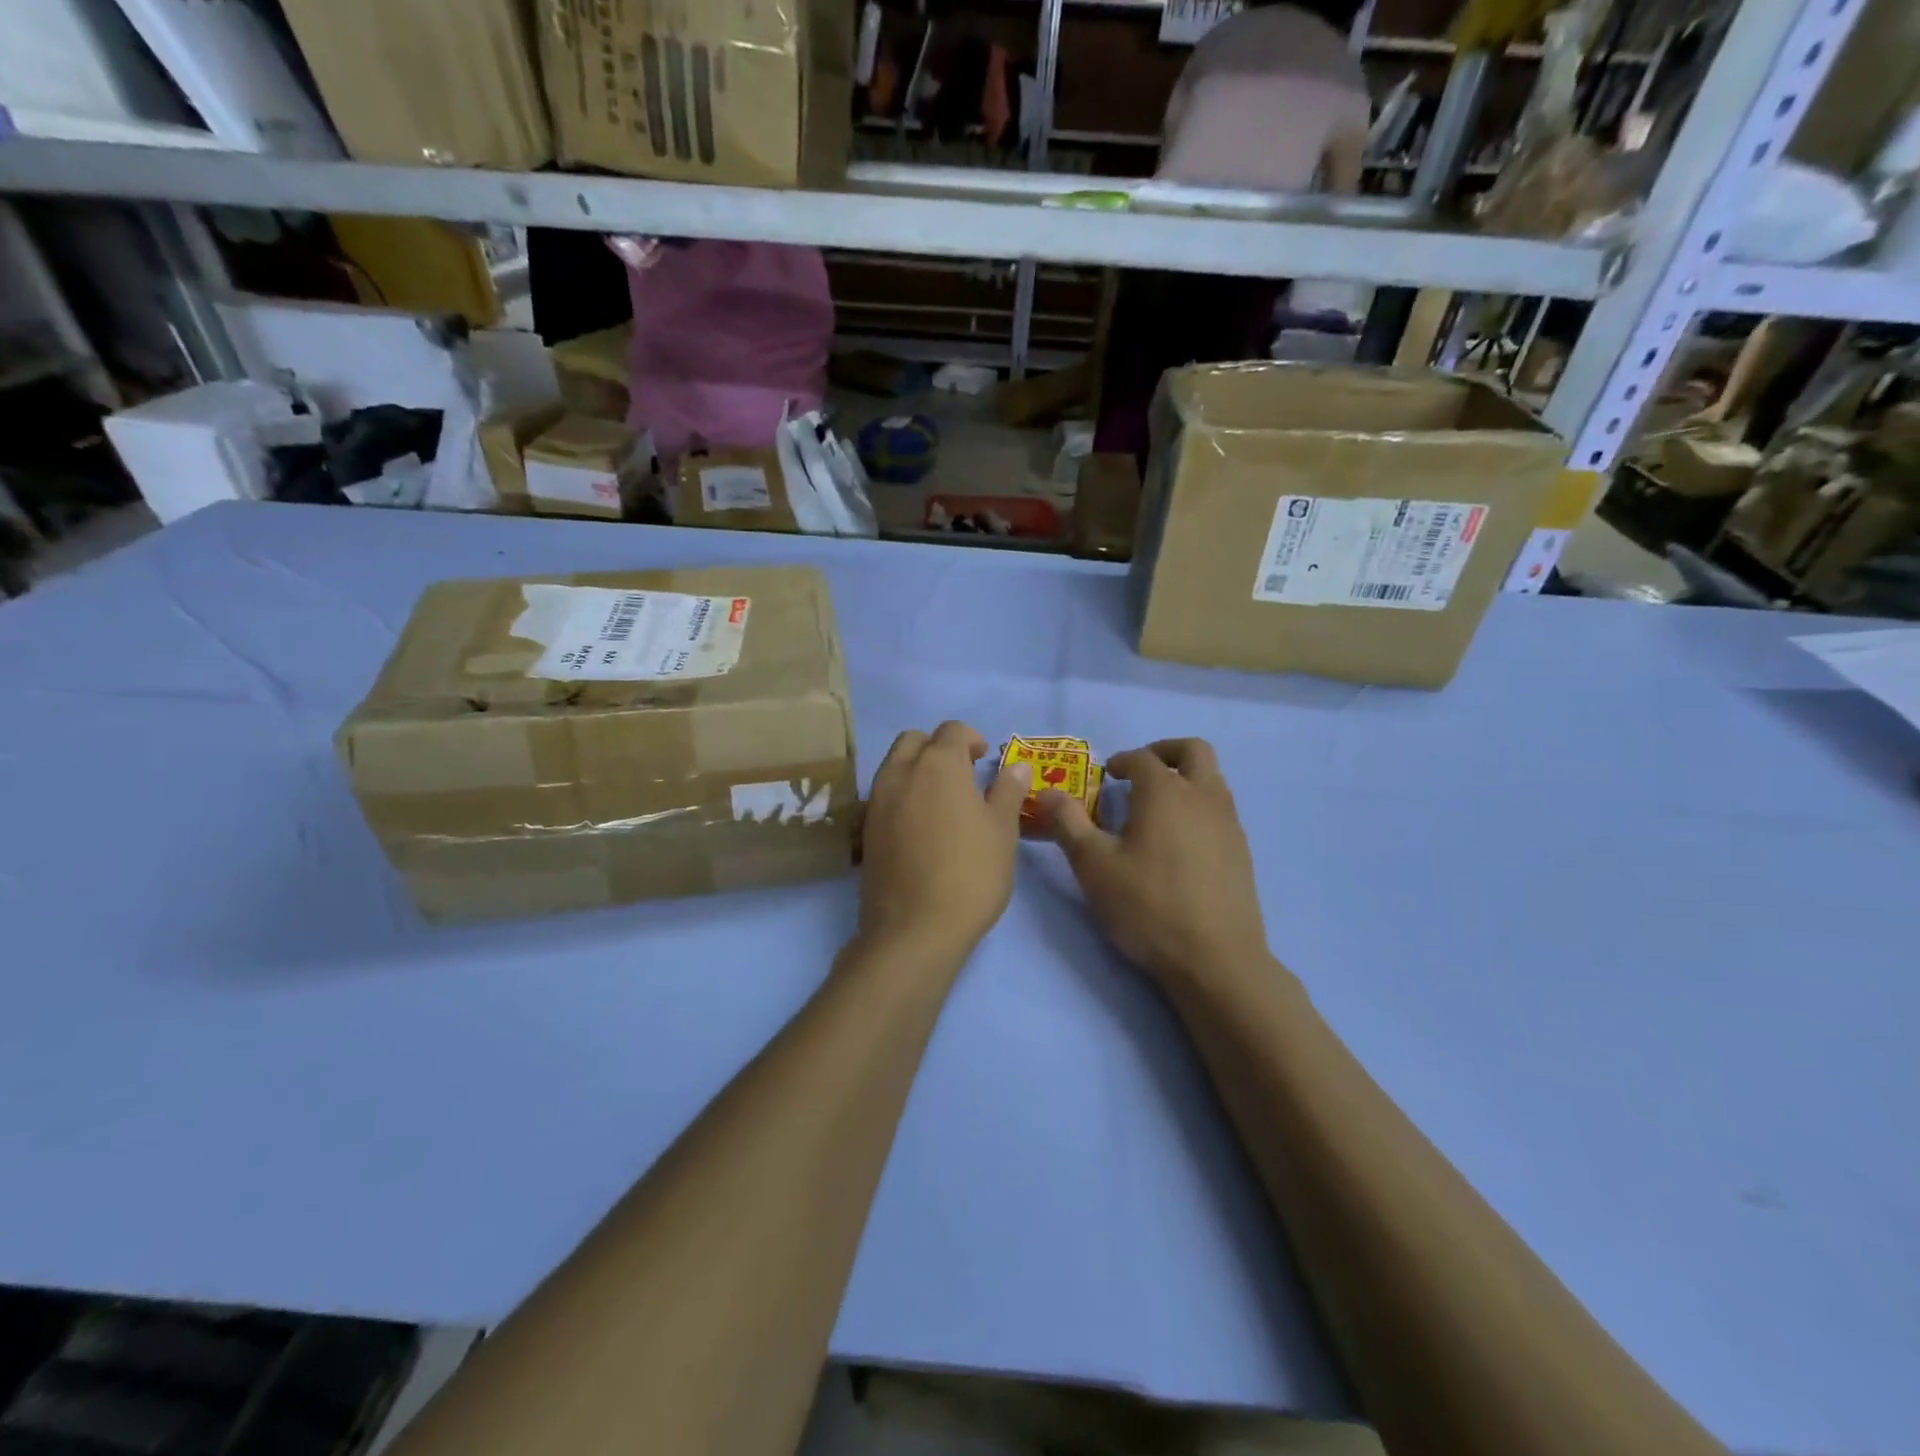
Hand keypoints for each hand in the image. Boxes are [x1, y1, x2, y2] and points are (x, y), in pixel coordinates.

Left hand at [859, 722, 1029, 962]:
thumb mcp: (1002, 831)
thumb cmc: (970, 874)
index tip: (984, 761)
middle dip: (938, 747)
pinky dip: (902, 794)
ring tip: (942, 801)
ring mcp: (877, 800)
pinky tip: (920, 825)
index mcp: (938, 765)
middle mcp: (900, 772)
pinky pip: (884, 794)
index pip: (952, 730)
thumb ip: (1007, 791)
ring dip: (917, 768)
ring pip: (894, 764)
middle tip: (962, 775)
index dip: (971, 739)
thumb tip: (1017, 766)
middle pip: (914, 740)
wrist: (913, 929)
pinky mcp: (865, 829)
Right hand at [1040, 739, 1268, 987]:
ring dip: (1185, 779)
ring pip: (1212, 779)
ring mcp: (1229, 823)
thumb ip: (1068, 823)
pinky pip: (1220, 810)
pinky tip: (1179, 843)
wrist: (1216, 959)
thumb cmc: (1147, 906)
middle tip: (1140, 772)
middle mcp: (1203, 796)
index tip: (1106, 775)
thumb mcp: (1093, 866)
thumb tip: (1048, 792)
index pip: (1142, 758)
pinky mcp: (1242, 851)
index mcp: (1165, 792)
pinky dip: (1199, 807)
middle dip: (1164, 752)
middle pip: (1193, 751)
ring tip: (1156, 809)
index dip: (1121, 760)